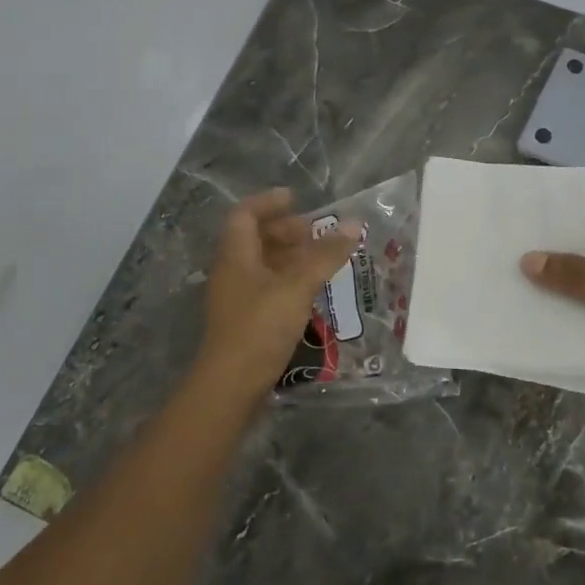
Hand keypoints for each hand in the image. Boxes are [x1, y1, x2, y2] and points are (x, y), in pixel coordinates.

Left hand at [192, 188, 364, 402]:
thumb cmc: (260, 327)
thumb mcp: (297, 286)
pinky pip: (268, 287)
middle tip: (316, 232)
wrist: (231, 385)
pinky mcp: (246, 320)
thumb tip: (353, 224)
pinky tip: (312, 290)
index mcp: (235, 255)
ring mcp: (237, 297)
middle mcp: (232, 271)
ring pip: (263, 264)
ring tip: (322, 259)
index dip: (268, 202)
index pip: (245, 214)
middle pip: (255, 238)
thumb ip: (325, 255)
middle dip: (285, 230)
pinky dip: (289, 280)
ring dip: (290, 256)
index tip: (297, 199)